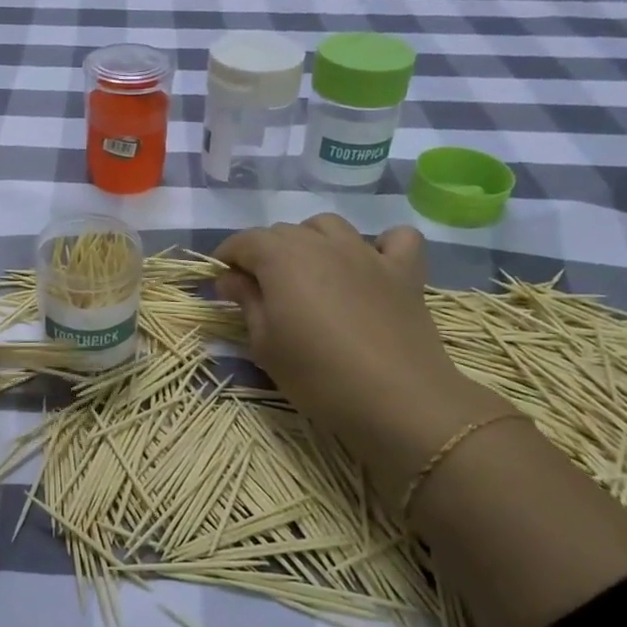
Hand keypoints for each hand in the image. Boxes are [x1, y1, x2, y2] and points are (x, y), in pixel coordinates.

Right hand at [216, 217, 509, 485]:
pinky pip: (396, 239)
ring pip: (330, 227)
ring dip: (312, 241)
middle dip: (265, 253)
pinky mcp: (405, 271)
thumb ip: (246, 302)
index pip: (245, 241)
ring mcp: (367, 253)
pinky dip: (381, 244)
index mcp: (282, 258)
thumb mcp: (265, 344)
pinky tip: (372, 266)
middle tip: (261, 289)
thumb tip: (230, 278)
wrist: (396, 400)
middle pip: (284, 232)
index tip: (222, 280)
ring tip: (310, 273)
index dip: (227, 257)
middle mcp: (322, 243)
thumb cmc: (317, 375)